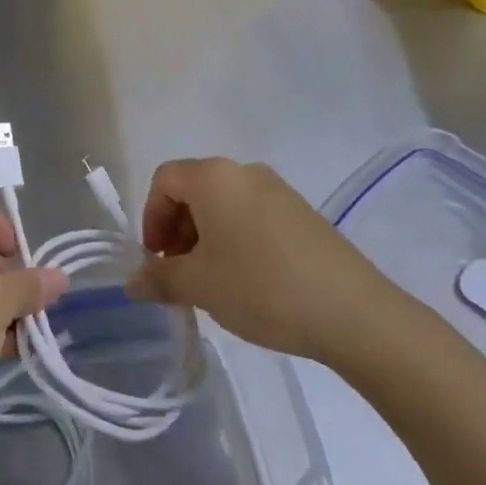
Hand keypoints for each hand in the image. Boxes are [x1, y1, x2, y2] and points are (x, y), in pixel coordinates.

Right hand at [126, 159, 401, 369]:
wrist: (353, 312)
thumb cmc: (261, 287)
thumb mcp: (200, 286)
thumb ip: (159, 278)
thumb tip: (132, 282)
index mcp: (214, 177)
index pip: (164, 180)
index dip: (151, 218)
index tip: (158, 260)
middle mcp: (244, 172)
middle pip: (193, 189)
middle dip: (177, 230)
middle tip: (181, 274)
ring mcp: (278, 190)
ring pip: (223, 204)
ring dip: (205, 238)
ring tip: (213, 283)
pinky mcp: (301, 213)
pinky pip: (252, 216)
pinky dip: (236, 240)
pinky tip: (248, 281)